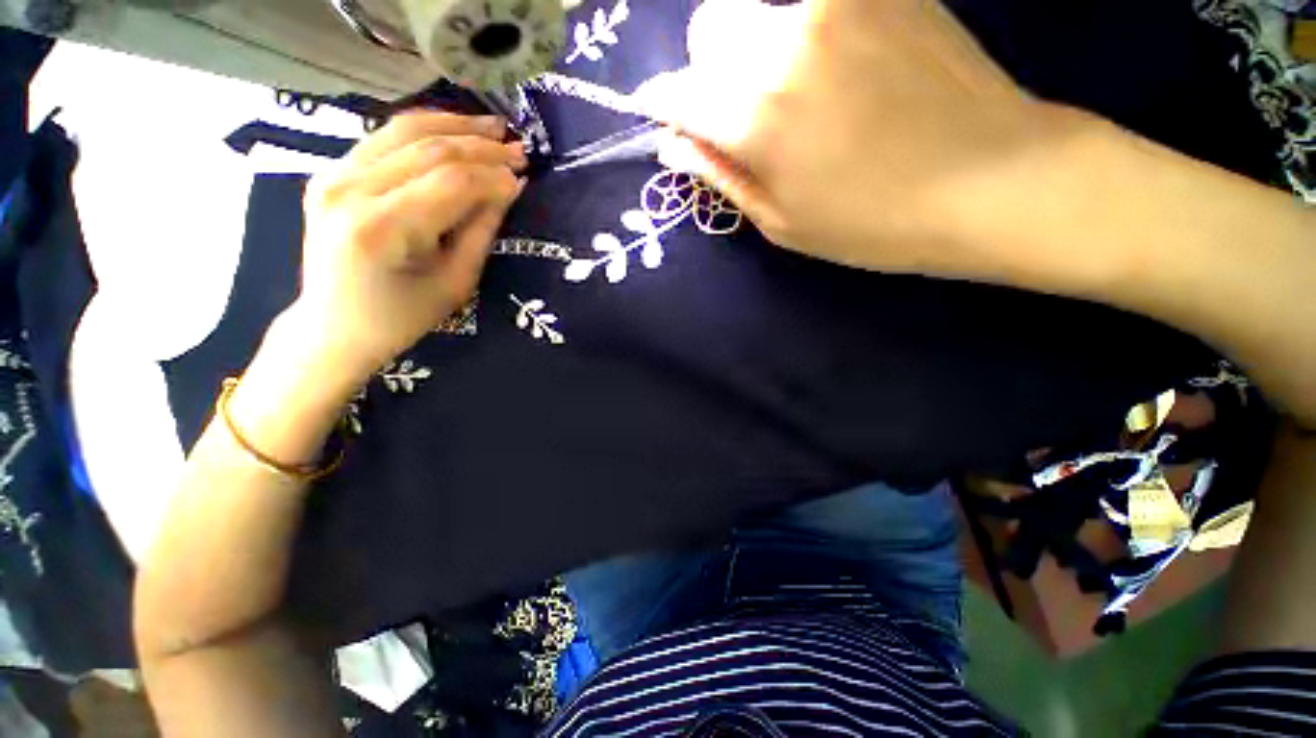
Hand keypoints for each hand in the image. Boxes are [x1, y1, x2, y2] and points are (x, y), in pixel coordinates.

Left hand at [288, 111, 526, 386]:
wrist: (333, 325)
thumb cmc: (401, 317)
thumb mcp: (455, 283)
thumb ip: (481, 232)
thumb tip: (509, 189)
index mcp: (380, 229)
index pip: (450, 184)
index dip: (492, 176)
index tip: (523, 178)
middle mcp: (348, 190)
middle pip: (428, 150)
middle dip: (481, 148)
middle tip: (519, 150)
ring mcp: (333, 175)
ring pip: (404, 131)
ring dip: (456, 127)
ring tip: (494, 129)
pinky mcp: (331, 171)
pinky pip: (385, 137)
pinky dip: (425, 130)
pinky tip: (455, 132)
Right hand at [638, 0, 1101, 282]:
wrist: (991, 181)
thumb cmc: (871, 223)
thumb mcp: (781, 221)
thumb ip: (721, 175)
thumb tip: (673, 146)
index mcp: (753, 116)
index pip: (674, 92)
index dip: (666, 106)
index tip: (674, 121)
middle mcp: (781, 42)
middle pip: (709, 28)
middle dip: (711, 70)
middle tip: (747, 111)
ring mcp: (836, 3)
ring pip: (760, 11)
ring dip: (760, 52)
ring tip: (807, 97)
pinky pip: (815, 3)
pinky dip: (809, 34)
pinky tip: (847, 71)